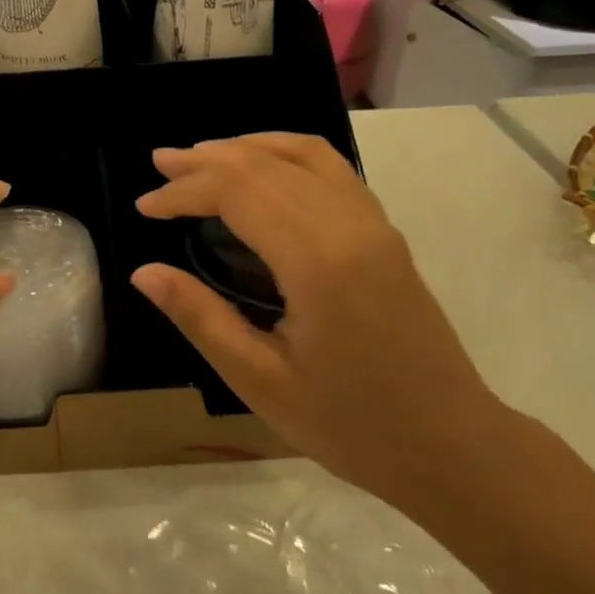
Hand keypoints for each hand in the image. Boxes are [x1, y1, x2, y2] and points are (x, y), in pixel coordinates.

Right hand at [131, 133, 505, 513]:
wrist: (450, 445)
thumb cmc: (349, 424)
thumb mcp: (260, 380)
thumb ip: (200, 317)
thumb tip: (144, 273)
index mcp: (318, 261)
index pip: (239, 191)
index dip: (186, 191)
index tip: (145, 207)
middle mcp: (350, 226)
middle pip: (267, 164)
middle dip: (207, 161)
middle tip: (158, 165)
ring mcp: (375, 225)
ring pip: (305, 155)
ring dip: (248, 148)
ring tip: (201, 156)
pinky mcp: (386, 235)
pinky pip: (333, 171)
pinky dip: (287, 155)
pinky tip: (264, 169)